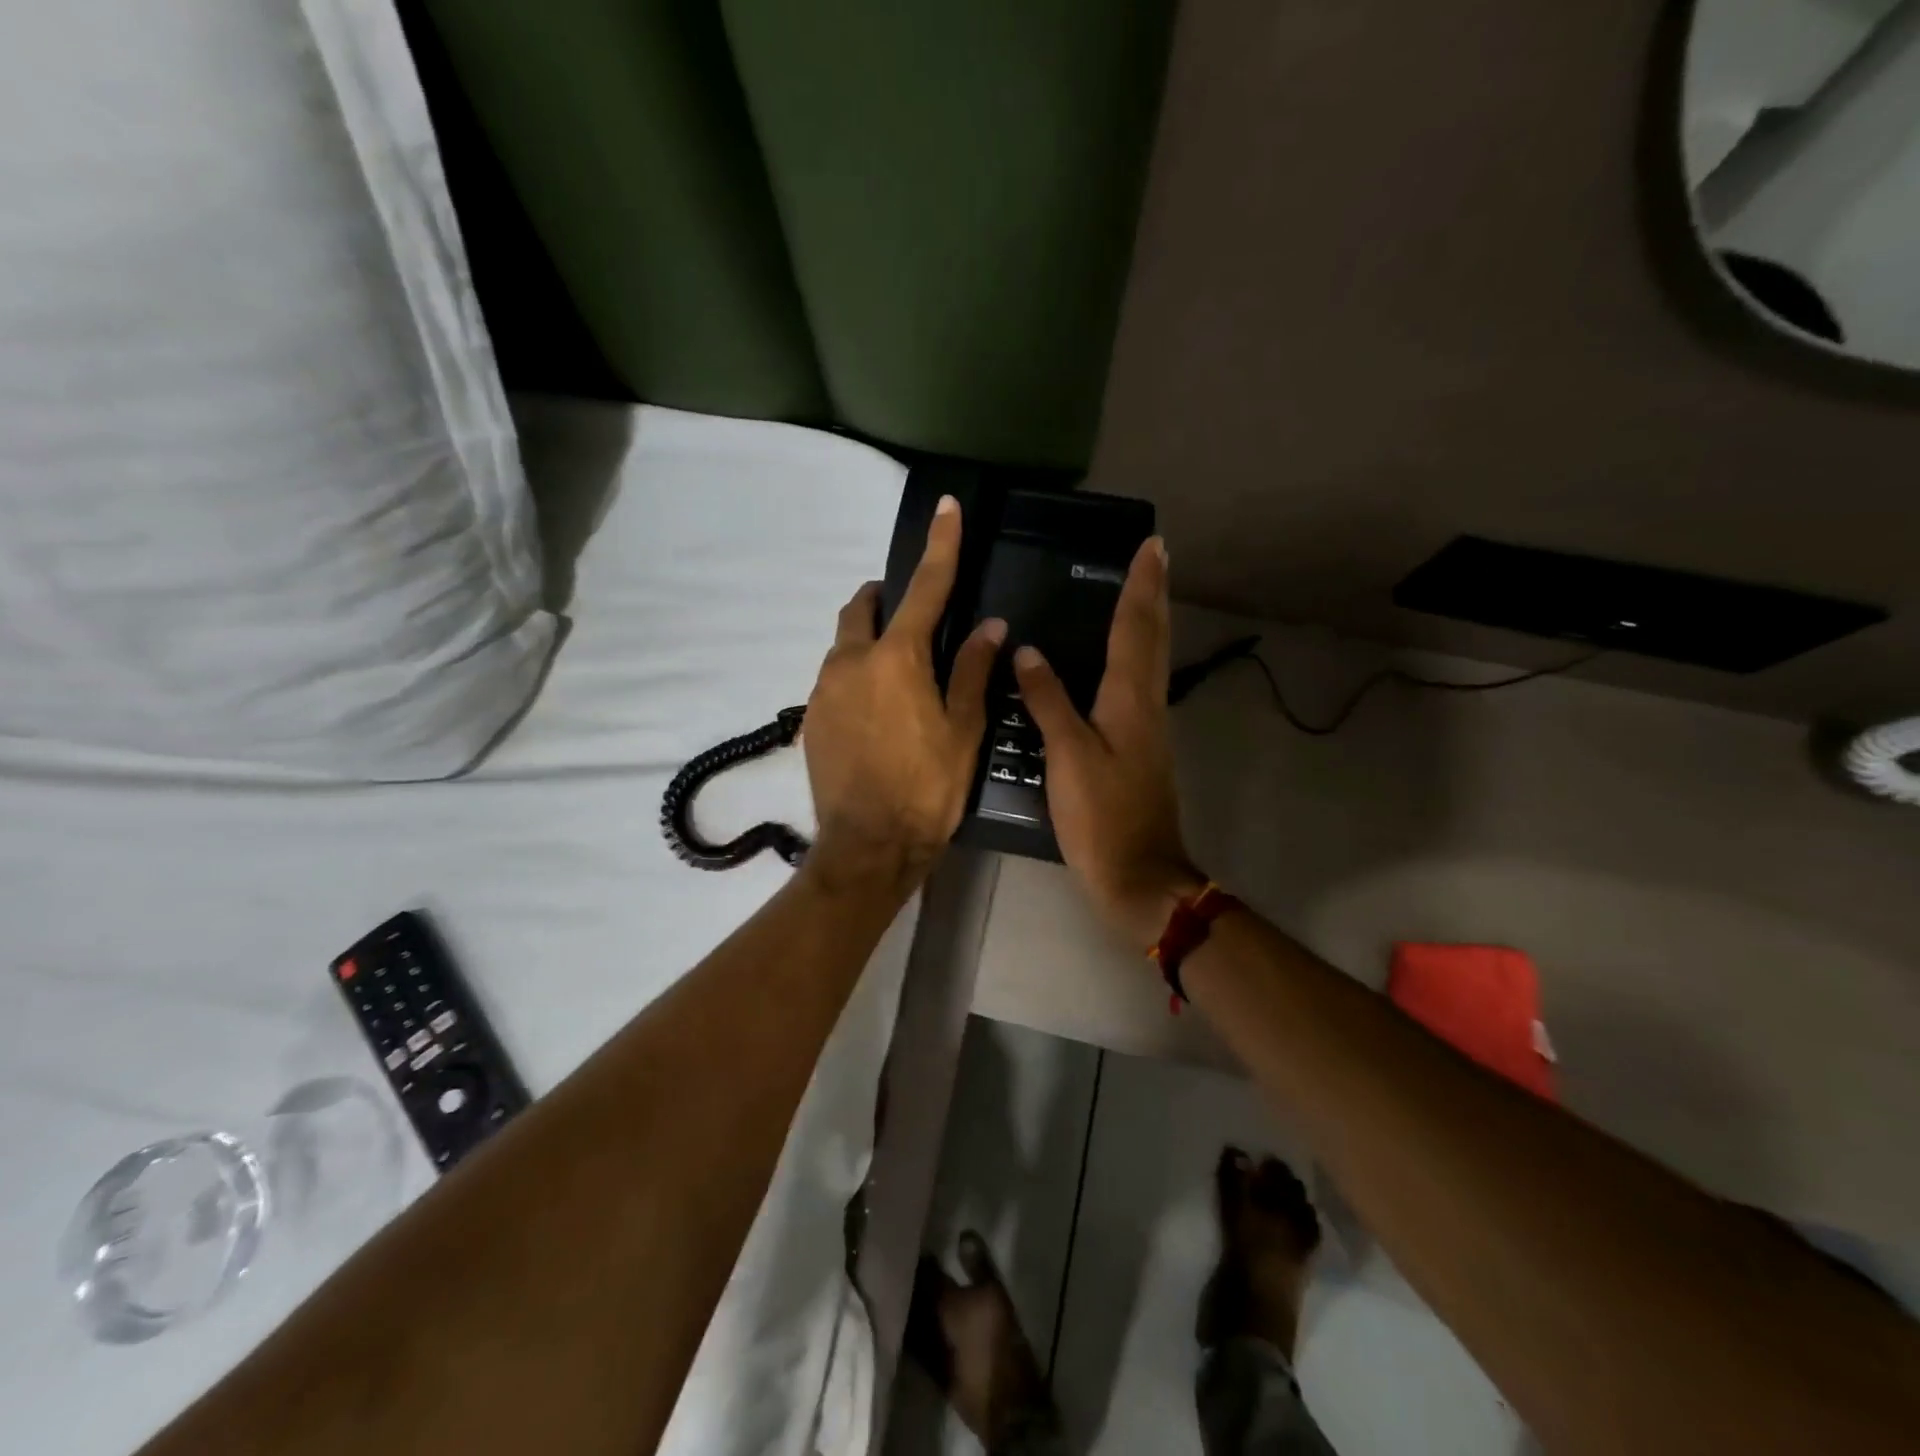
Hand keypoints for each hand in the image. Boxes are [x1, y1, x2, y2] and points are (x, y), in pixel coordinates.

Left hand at [802, 496, 1005, 893]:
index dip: (940, 546)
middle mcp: (851, 662)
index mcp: (897, 658)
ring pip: (844, 646)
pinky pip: (834, 682)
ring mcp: (824, 691)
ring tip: (898, 681)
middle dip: (886, 600)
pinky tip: (876, 718)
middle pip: (863, 608)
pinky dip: (856, 680)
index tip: (946, 508)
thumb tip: (990, 627)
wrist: (868, 848)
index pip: (925, 588)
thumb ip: (974, 672)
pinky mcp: (810, 719)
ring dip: (869, 644)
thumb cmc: (927, 789)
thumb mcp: (963, 731)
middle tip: (914, 621)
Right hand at [1014, 536, 1204, 946]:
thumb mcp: (1069, 756)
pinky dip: (1134, 656)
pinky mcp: (1140, 748)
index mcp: (1130, 700)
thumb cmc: (1102, 816)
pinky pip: (1139, 685)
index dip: (1141, 586)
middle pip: (1153, 638)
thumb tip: (1029, 652)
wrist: (1138, 875)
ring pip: (1151, 660)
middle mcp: (1146, 705)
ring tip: (1137, 592)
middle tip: (1155, 556)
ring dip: (1148, 621)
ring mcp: (1148, 728)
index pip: (1136, 629)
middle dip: (1153, 594)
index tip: (1152, 546)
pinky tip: (1116, 660)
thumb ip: (1050, 701)